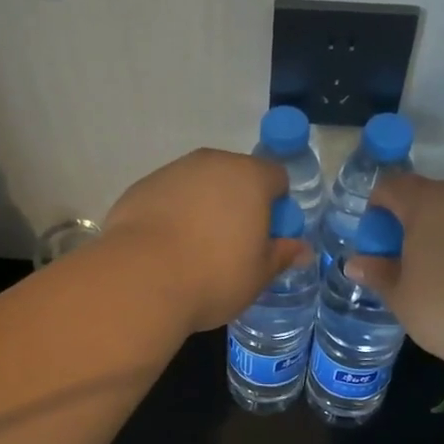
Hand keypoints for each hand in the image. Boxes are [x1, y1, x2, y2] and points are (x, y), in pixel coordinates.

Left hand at [103, 149, 305, 332]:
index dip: (278, 206)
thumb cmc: (214, 276)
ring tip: (195, 250)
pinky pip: (168, 197)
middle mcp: (212, 163)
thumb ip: (282, 256)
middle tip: (233, 246)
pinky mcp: (140, 188)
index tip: (268, 237)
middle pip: (236, 176)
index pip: (277, 177)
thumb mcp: (258, 275)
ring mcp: (172, 172)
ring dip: (204, 208)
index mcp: (250, 177)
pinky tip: (165, 250)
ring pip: (199, 185)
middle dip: (239, 204)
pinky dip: (172, 215)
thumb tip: (302, 250)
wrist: (141, 279)